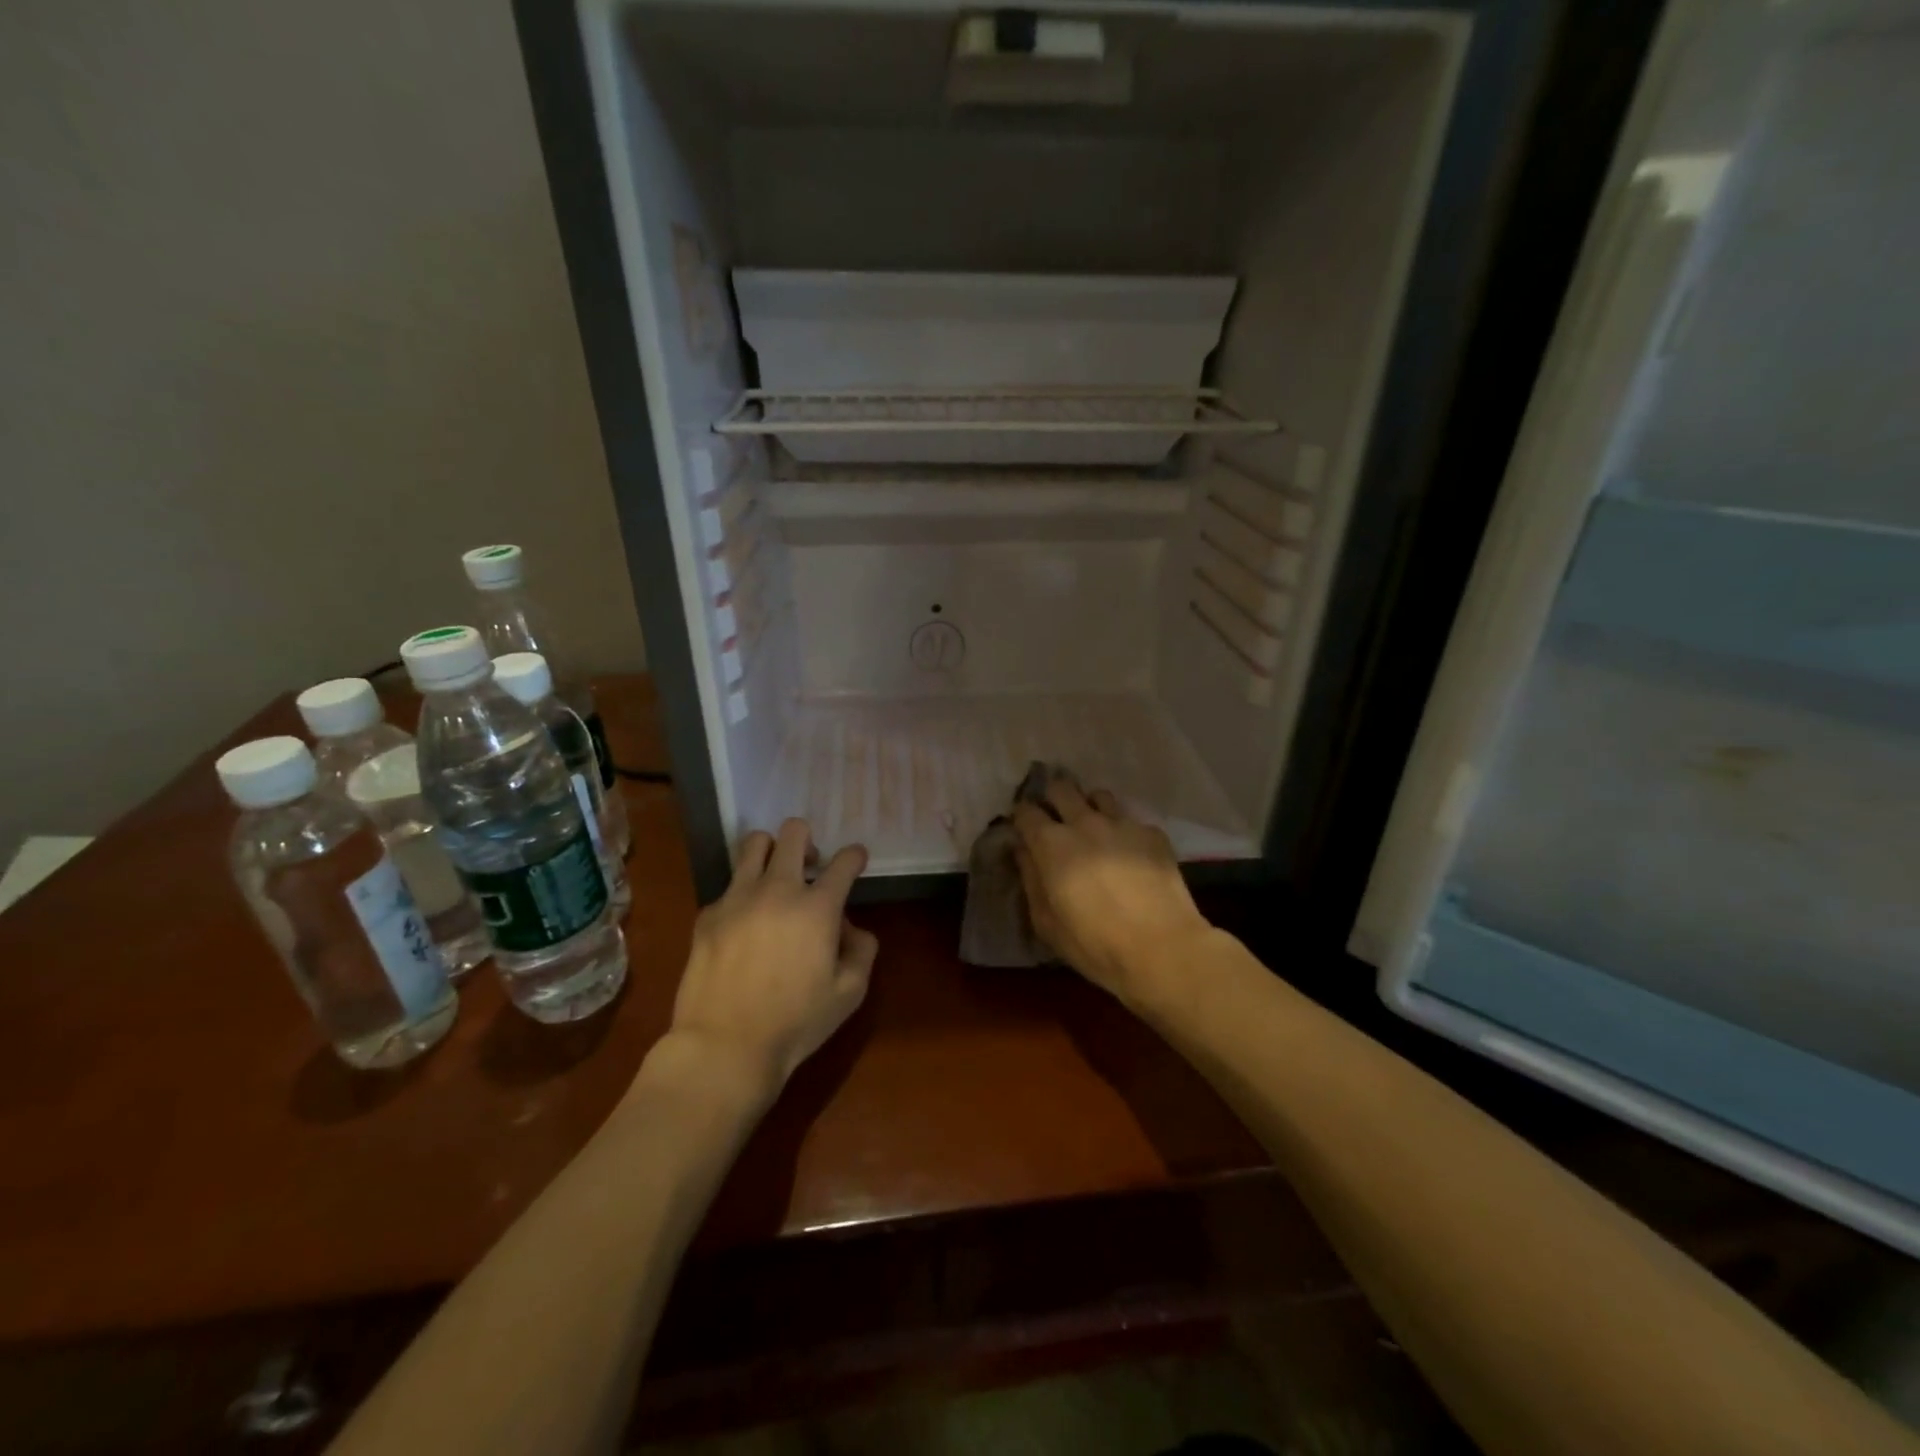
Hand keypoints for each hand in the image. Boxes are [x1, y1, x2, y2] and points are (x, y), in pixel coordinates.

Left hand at [665, 819, 877, 1097]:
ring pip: (754, 843)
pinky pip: (729, 885)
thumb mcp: (849, 994)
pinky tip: (744, 922)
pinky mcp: (708, 914)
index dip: (855, 856)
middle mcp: (778, 890)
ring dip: (772, 851)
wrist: (725, 1046)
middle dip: (809, 840)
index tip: (856, 860)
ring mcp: (737, 898)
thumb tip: (849, 929)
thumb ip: (862, 951)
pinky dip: (743, 893)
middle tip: (811, 866)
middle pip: (794, 833)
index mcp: (817, 907)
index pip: (844, 861)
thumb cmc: (796, 1023)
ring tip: (775, 875)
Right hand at [1013, 779, 1210, 1006]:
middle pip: (1062, 788)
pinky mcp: (1153, 834)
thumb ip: (1031, 880)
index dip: (1022, 816)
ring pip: (1099, 796)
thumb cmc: (1095, 944)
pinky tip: (1129, 852)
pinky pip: (1131, 820)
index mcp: (1052, 844)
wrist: (1162, 949)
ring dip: (1089, 807)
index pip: (1026, 811)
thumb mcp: (1047, 923)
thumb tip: (1023, 851)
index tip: (1023, 827)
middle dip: (1053, 797)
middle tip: (1055, 818)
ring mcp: (1123, 824)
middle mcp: (1085, 823)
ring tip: (1093, 828)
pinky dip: (1123, 830)